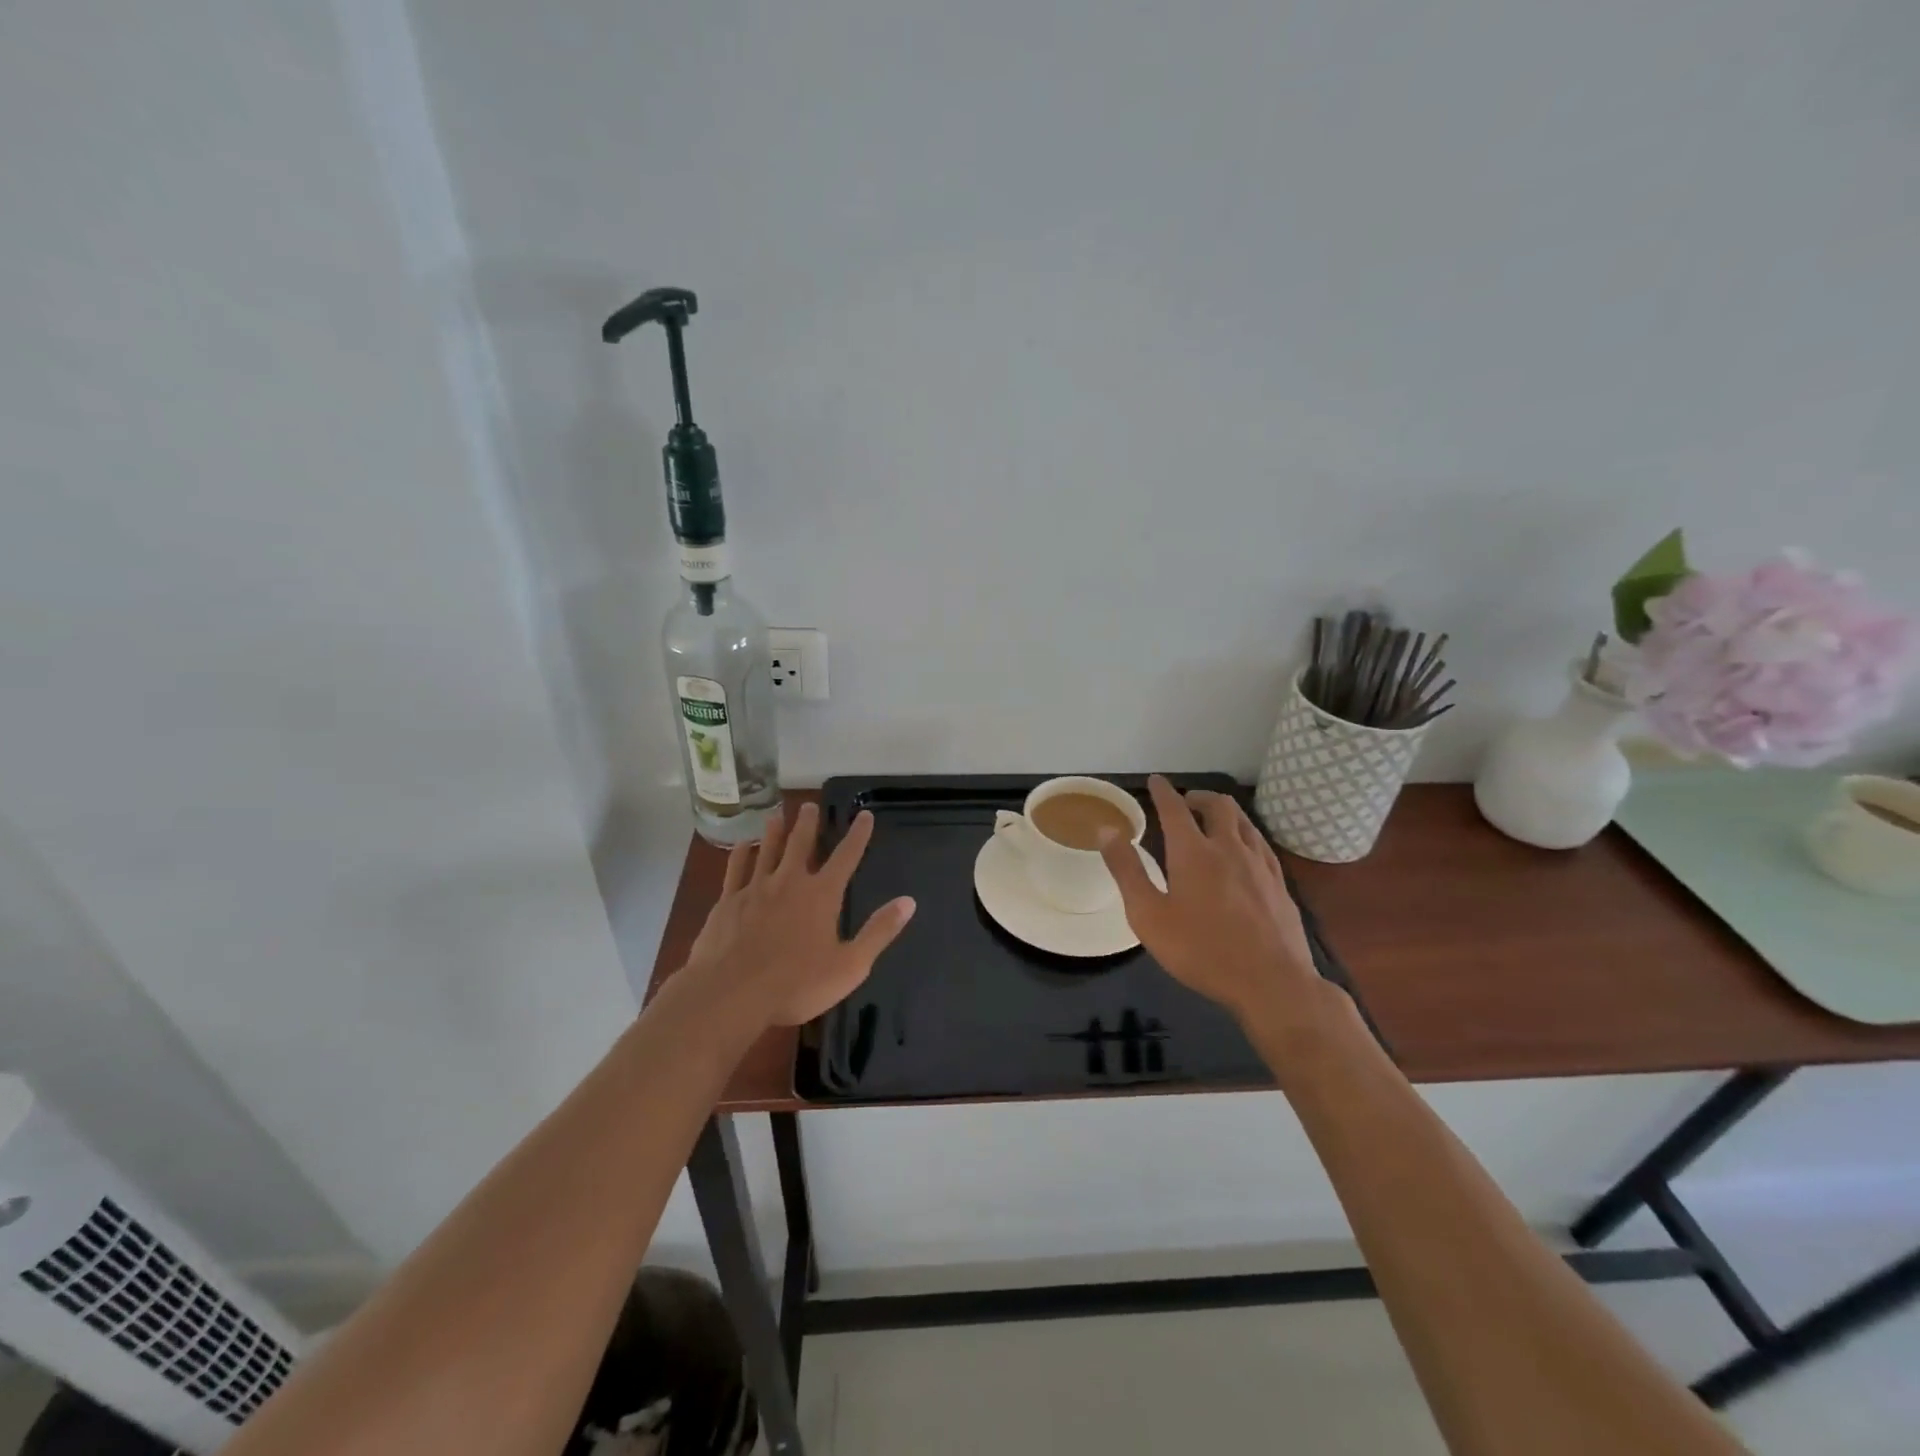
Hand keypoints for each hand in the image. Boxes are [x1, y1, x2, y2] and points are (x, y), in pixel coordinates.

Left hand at [680, 802, 915, 1027]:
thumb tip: (908, 902)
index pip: (846, 857)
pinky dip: (740, 854)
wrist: (731, 994)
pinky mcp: (727, 902)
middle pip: (801, 844)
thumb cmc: (796, 984)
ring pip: (767, 850)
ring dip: (774, 831)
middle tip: (810, 805)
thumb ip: (879, 931)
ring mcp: (755, 889)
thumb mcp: (850, 965)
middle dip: (808, 823)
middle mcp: (789, 882)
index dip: (858, 835)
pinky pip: (735, 870)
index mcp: (822, 895)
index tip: (865, 815)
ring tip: (777, 815)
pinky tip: (741, 845)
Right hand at [1099, 776, 1331, 1031]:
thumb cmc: (1201, 951)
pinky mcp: (1280, 885)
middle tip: (1186, 801)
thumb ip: (1126, 870)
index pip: (1175, 809)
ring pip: (1244, 822)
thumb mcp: (1148, 915)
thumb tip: (1106, 830)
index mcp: (1193, 853)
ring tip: (1214, 820)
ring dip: (1225, 812)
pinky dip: (1246, 835)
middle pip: (1218, 806)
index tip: (1156, 780)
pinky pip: (1261, 845)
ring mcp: (1261, 865)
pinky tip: (1244, 852)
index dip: (1163, 792)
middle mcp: (1229, 848)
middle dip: (1199, 796)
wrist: (1272, 983)